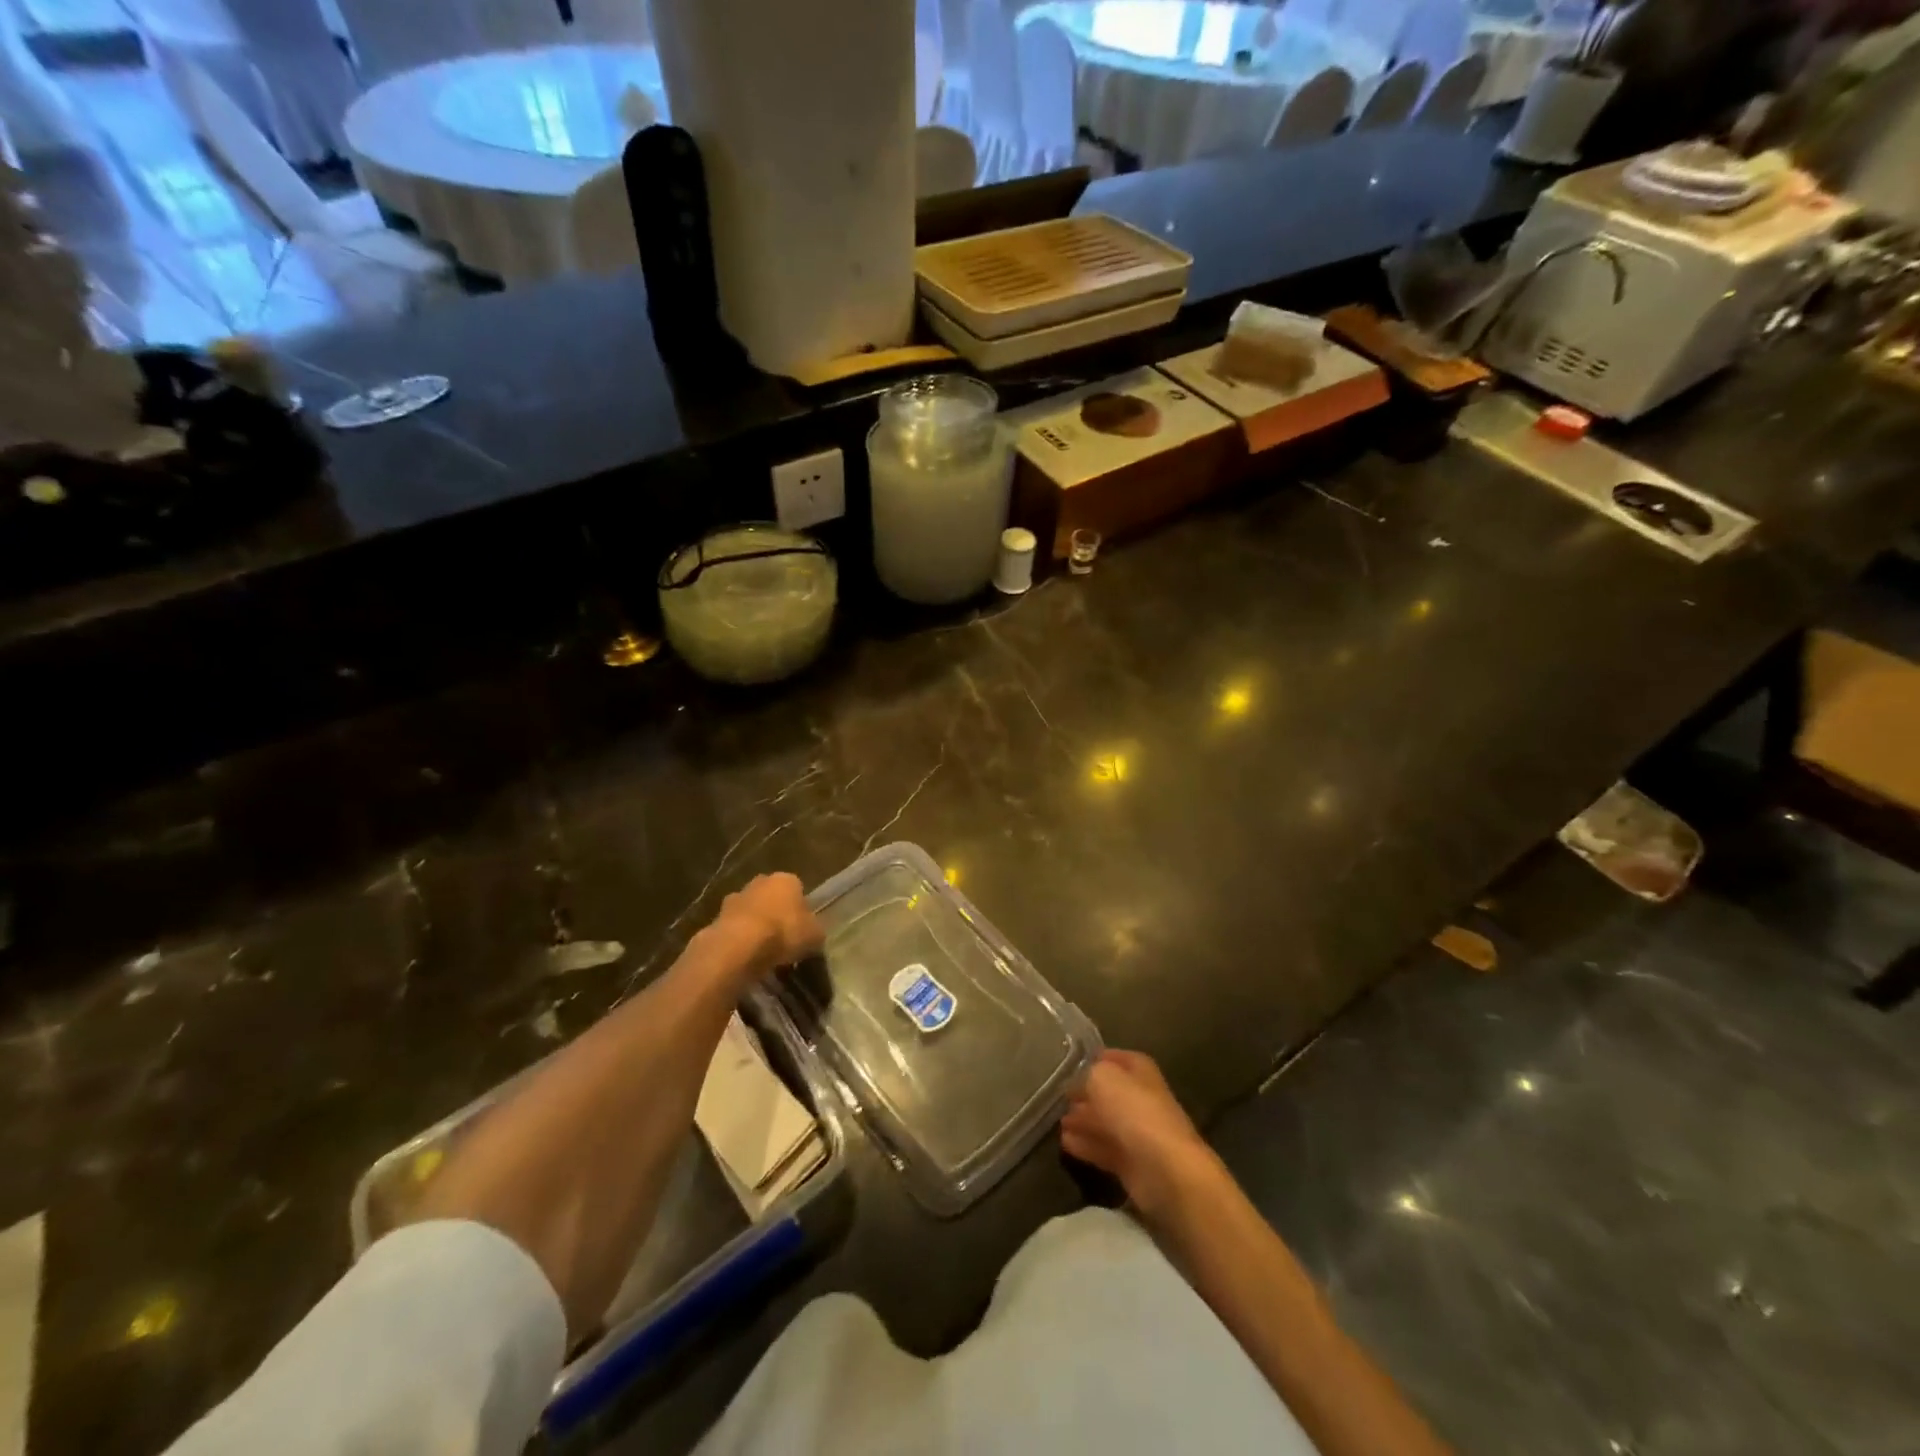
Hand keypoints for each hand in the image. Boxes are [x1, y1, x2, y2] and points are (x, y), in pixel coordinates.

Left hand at [710, 873, 823, 979]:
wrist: (738, 946)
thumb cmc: (783, 933)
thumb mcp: (814, 936)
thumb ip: (815, 931)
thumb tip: (813, 934)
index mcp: (786, 880)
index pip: (797, 889)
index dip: (800, 909)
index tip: (801, 928)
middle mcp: (759, 882)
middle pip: (770, 896)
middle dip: (774, 912)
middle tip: (781, 937)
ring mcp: (735, 898)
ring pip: (749, 910)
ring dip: (754, 925)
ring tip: (760, 950)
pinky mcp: (716, 917)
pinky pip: (733, 928)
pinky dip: (738, 939)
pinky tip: (744, 956)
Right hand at [1060, 1050, 1221, 1222]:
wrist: (1165, 1170)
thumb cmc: (1134, 1112)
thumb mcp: (1103, 1078)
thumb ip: (1088, 1074)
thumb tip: (1080, 1084)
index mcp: (1141, 1072)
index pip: (1117, 1058)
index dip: (1096, 1060)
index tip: (1071, 1066)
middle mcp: (1141, 1099)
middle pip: (1110, 1093)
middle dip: (1086, 1095)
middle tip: (1060, 1098)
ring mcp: (1138, 1134)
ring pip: (1105, 1122)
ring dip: (1083, 1121)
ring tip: (1058, 1122)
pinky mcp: (1132, 1164)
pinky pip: (1104, 1149)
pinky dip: (1086, 1145)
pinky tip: (1066, 1143)